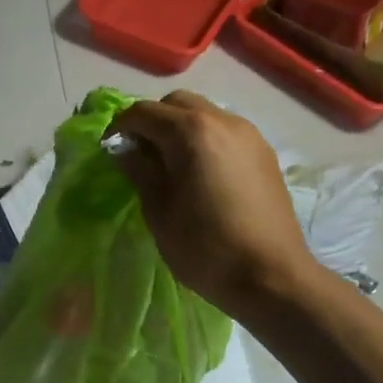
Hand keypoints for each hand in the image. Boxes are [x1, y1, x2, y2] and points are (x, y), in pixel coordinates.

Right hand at [109, 91, 314, 316]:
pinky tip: (201, 174)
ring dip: (180, 128)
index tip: (110, 151)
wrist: (273, 278)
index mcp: (191, 131)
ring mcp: (249, 134)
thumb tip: (124, 147)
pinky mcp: (264, 153)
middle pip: (176, 104)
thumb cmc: (206, 247)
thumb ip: (139, 169)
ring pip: (204, 114)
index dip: (120, 128)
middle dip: (152, 121)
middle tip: (140, 155)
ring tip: (171, 165)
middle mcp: (222, 120)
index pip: (143, 112)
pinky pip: (225, 132)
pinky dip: (205, 140)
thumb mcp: (159, 211)